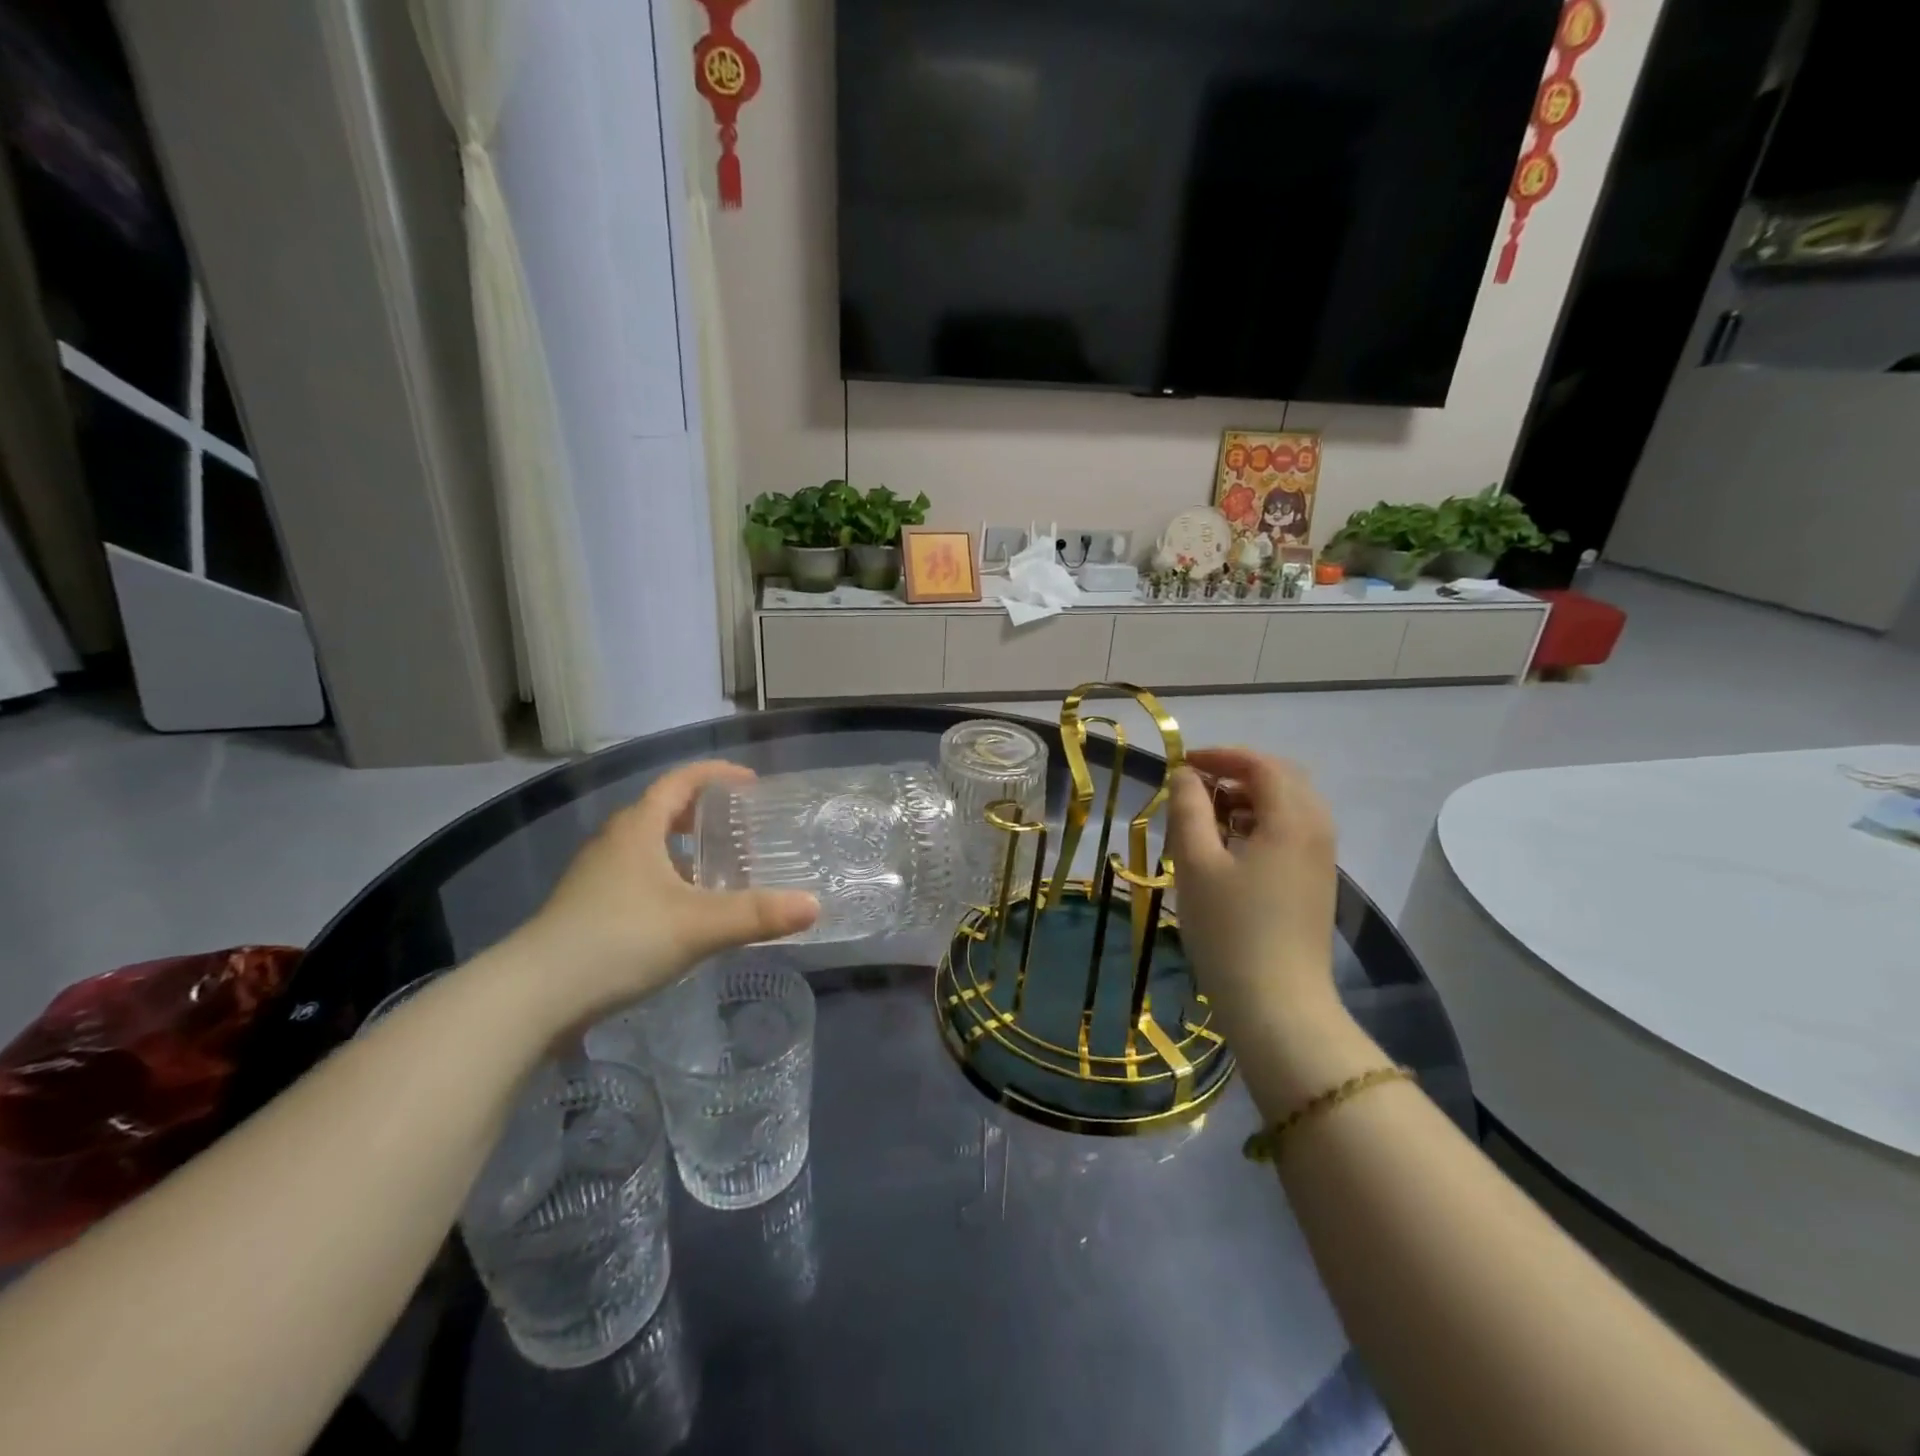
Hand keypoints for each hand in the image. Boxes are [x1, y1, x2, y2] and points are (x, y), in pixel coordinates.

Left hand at [509, 761, 817, 1024]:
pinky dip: (666, 880)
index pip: (679, 782)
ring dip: (683, 849)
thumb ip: (757, 915)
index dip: (716, 774)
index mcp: (638, 829)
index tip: (750, 782)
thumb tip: (814, 905)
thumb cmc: (619, 940)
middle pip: (661, 811)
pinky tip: (684, 912)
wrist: (533, 996)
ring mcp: (595, 877)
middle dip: (701, 812)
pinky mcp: (587, 909)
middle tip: (738, 826)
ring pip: (647, 847)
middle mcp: (614, 843)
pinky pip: (636, 877)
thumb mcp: (698, 926)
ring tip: (719, 870)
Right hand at [1167, 749, 1372, 1112]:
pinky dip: (1262, 822)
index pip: (1261, 764)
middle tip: (1196, 786)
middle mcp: (1317, 829)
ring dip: (1249, 798)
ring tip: (1208, 817)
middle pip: (1282, 778)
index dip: (1220, 755)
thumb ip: (1188, 808)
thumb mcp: (1196, 863)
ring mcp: (1322, 858)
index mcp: (1292, 819)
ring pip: (1289, 805)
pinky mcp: (1317, 881)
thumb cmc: (1229, 930)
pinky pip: (1293, 831)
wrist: (1278, 1005)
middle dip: (1238, 772)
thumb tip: (1185, 774)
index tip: (1182, 764)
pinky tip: (1231, 848)